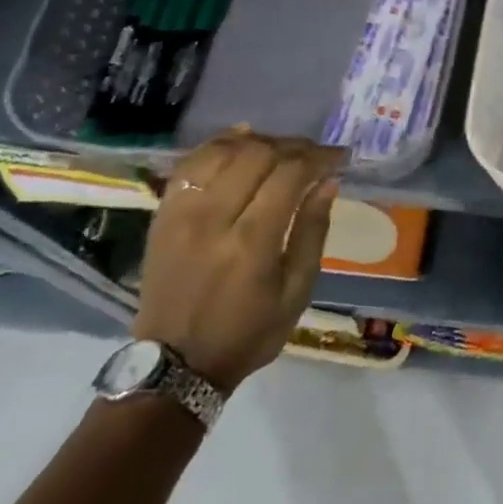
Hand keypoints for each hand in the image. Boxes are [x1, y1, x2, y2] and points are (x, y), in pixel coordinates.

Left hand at [133, 130, 343, 390]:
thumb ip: (313, 232)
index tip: (339, 156)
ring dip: (259, 141)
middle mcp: (213, 219)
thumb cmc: (248, 332)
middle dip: (294, 146)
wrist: (176, 364)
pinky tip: (241, 139)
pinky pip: (190, 164)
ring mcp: (182, 214)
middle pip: (257, 155)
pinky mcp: (163, 214)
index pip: (289, 175)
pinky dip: (218, 144)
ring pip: (222, 152)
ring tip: (282, 149)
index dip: (319, 157)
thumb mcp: (297, 292)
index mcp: (252, 243)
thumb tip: (328, 182)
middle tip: (314, 154)